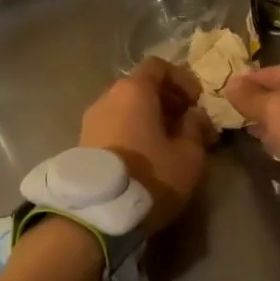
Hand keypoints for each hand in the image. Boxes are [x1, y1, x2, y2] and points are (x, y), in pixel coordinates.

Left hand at [80, 57, 215, 232]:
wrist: (98, 214)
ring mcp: (91, 120)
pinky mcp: (83, 142)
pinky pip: (114, 125)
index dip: (181, 79)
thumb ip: (195, 128)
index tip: (196, 101)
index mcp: (134, 90)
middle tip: (187, 123)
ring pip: (126, 107)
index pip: (158, 66)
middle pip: (140, 86)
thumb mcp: (189, 156)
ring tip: (168, 142)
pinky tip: (146, 155)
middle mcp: (108, 97)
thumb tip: (194, 115)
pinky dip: (132, 130)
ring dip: (149, 117)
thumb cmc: (150, 176)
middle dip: (166, 100)